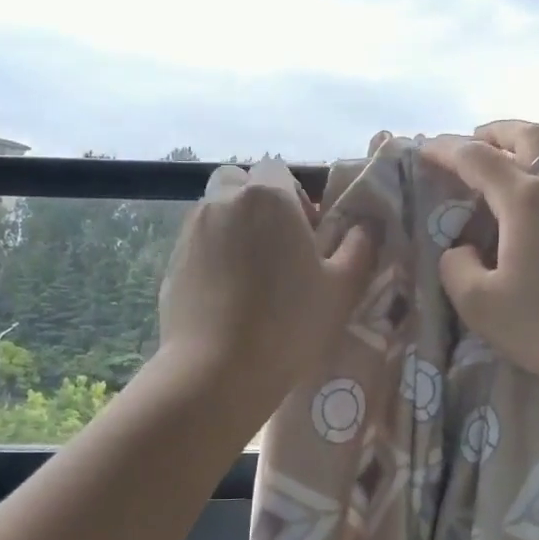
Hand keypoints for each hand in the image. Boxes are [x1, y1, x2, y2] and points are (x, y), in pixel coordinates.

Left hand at [157, 158, 376, 413]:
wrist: (217, 371)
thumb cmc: (289, 323)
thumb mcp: (342, 287)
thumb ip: (359, 246)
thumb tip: (366, 225)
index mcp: (268, 197)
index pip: (278, 169)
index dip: (295, 195)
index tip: (307, 233)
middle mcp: (224, 202)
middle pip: (240, 182)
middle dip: (258, 202)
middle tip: (278, 245)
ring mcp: (192, 230)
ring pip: (216, 210)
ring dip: (234, 225)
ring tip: (252, 272)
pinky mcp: (172, 260)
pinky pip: (198, 242)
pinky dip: (213, 253)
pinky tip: (228, 293)